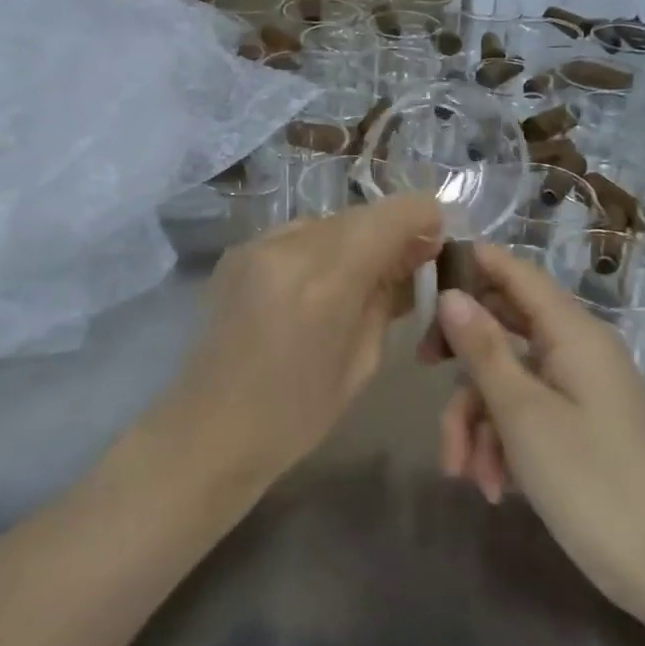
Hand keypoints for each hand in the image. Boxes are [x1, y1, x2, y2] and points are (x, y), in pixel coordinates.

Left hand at [180, 195, 442, 483]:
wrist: (208, 431)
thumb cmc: (295, 415)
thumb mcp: (362, 362)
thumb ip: (389, 299)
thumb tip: (412, 260)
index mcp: (327, 281)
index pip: (392, 214)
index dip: (424, 218)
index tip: (436, 244)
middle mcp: (290, 247)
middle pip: (361, 215)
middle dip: (391, 233)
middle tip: (406, 268)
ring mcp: (257, 245)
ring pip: (328, 222)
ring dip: (354, 241)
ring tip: (359, 281)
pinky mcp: (237, 252)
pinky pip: (297, 235)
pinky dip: (320, 250)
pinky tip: (317, 286)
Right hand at [425, 245, 644, 619]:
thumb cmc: (588, 479)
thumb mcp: (521, 412)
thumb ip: (482, 348)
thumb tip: (451, 294)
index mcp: (572, 332)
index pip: (516, 273)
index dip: (472, 264)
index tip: (424, 277)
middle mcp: (577, 349)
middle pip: (505, 326)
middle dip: (463, 359)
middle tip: (422, 367)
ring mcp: (579, 388)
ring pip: (508, 378)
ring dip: (478, 420)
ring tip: (464, 472)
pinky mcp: (579, 424)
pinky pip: (527, 412)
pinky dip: (503, 442)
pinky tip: (493, 486)